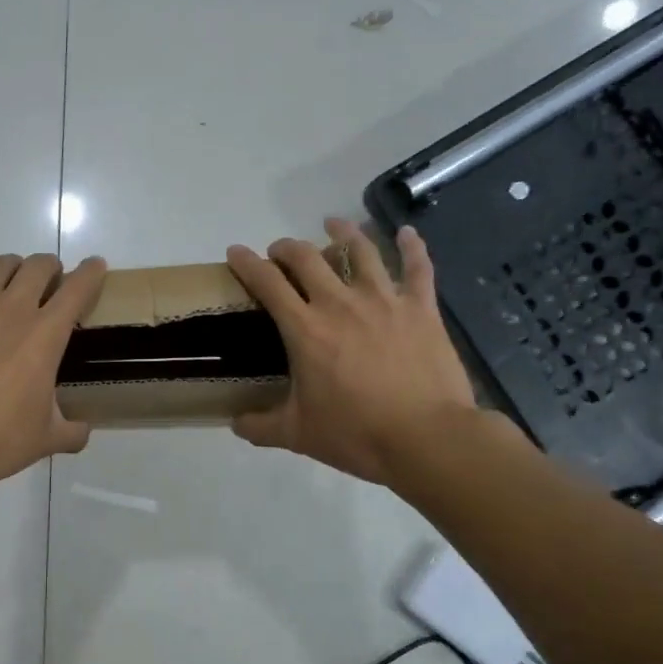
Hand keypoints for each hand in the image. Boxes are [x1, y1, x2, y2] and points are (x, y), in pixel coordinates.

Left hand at [0, 246, 107, 507]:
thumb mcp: (47, 438)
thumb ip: (72, 430)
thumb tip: (83, 431)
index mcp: (46, 334)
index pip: (77, 288)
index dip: (91, 273)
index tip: (96, 267)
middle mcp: (13, 309)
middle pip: (38, 265)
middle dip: (50, 268)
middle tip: (49, 283)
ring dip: (12, 267)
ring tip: (11, 280)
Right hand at [225, 220, 479, 486]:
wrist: (427, 439)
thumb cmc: (357, 434)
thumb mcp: (298, 435)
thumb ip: (260, 426)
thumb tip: (235, 423)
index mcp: (305, 329)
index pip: (266, 283)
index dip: (246, 262)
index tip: (235, 252)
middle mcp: (340, 303)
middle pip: (305, 257)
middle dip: (286, 248)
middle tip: (279, 252)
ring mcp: (384, 301)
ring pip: (360, 250)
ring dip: (342, 232)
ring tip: (332, 224)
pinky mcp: (421, 309)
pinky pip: (418, 268)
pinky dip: (412, 247)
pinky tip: (407, 233)